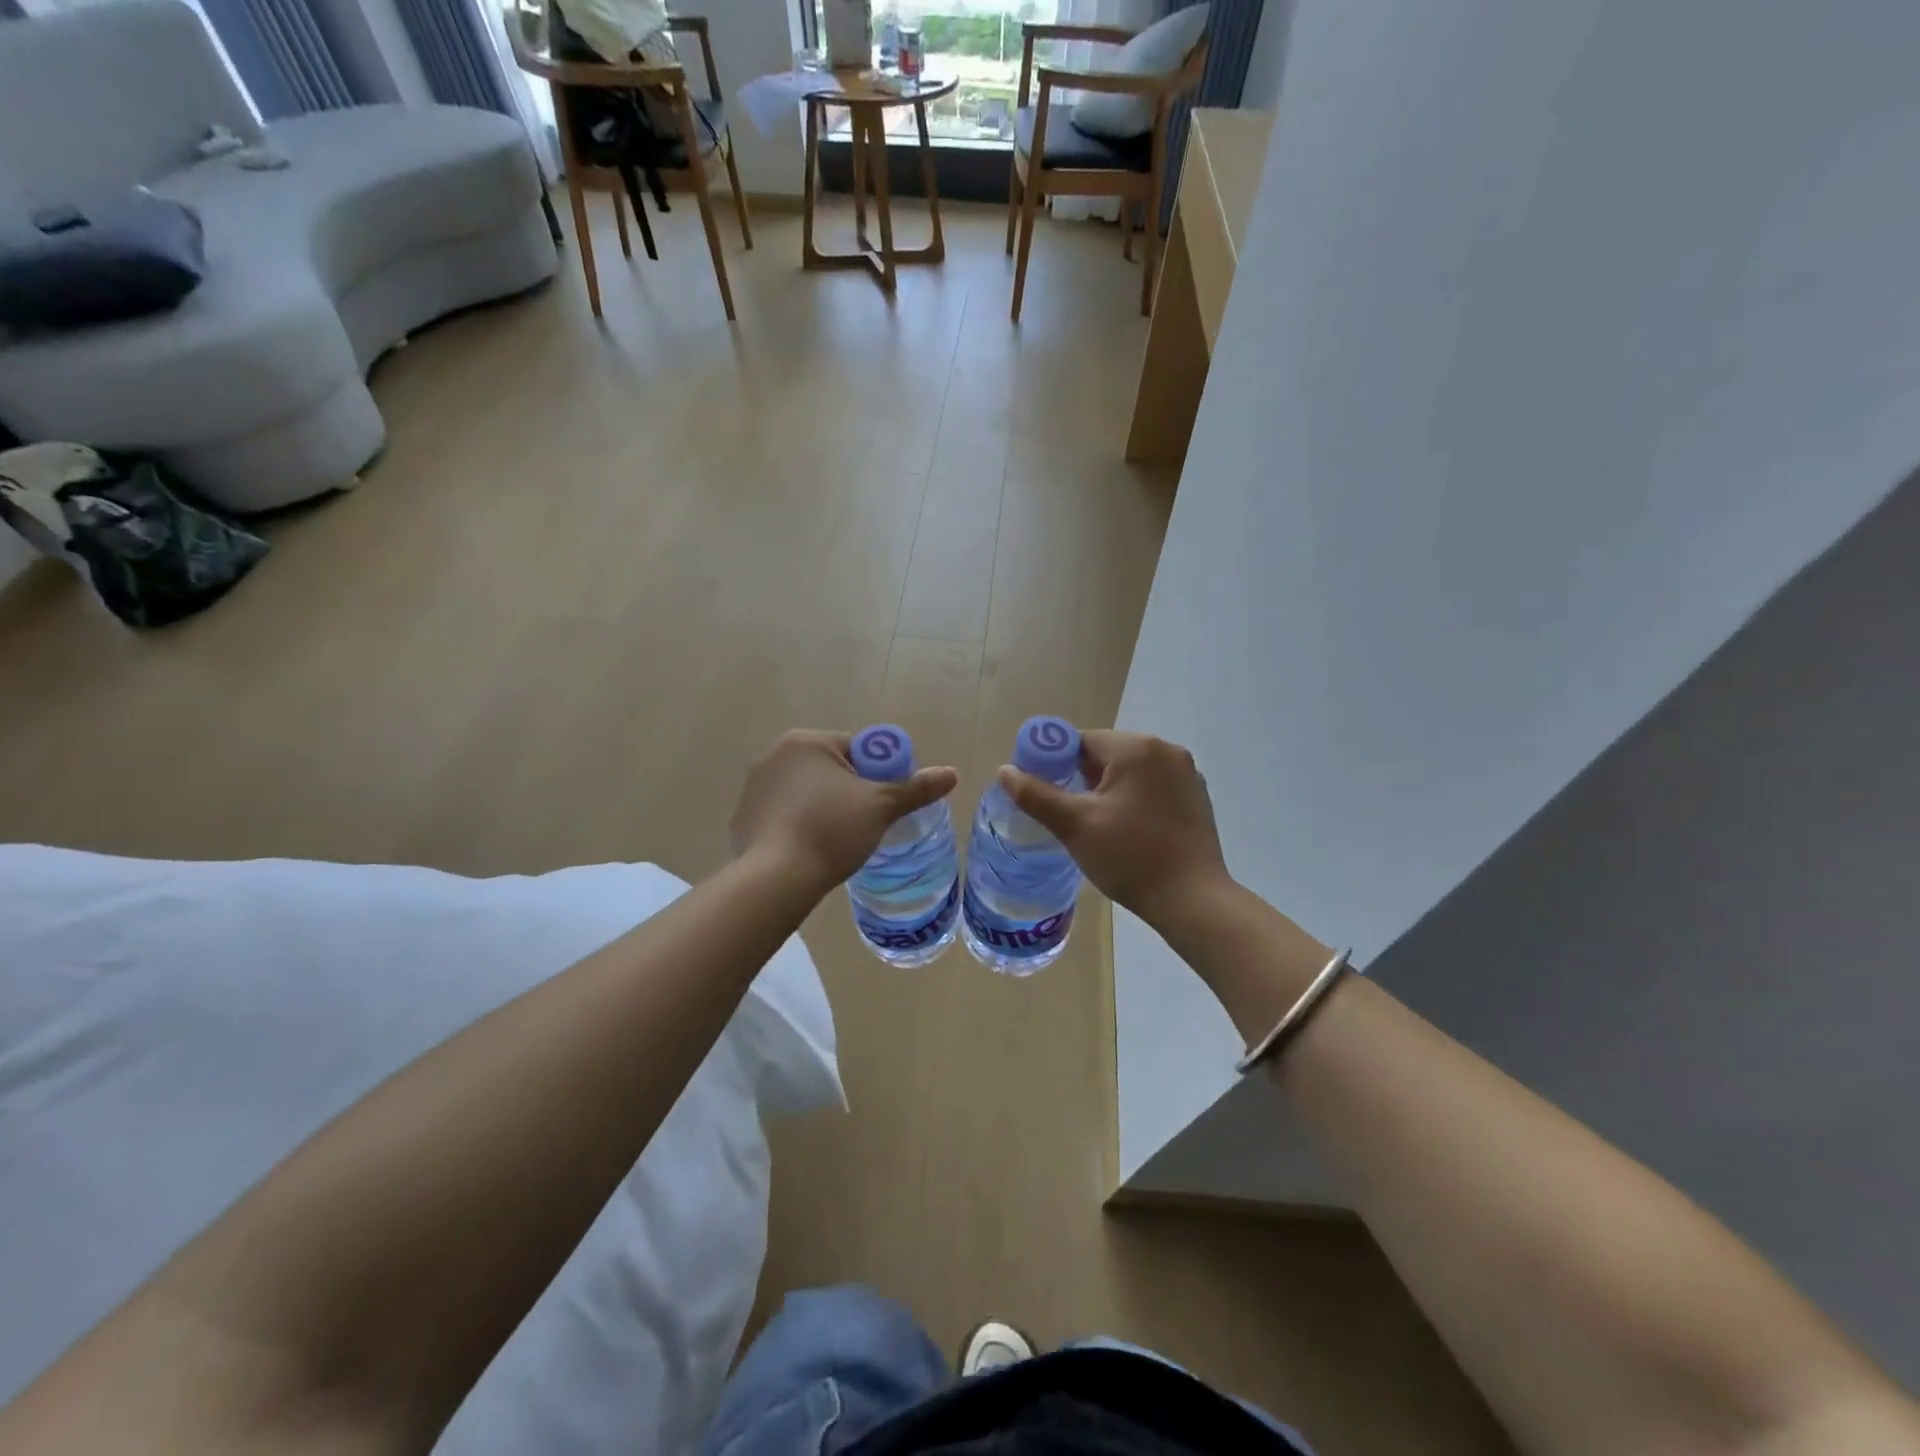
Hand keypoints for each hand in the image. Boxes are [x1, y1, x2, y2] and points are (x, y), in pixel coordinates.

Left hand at [732, 729, 958, 895]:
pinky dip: (798, 825)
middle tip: (865, 823)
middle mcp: (775, 755)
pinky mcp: (743, 816)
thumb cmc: (831, 831)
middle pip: (831, 768)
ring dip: (823, 807)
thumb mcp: (881, 807)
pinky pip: (783, 813)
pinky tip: (809, 848)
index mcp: (807, 742)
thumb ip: (916, 788)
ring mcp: (754, 786)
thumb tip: (952, 773)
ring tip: (837, 839)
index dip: (879, 774)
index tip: (885, 803)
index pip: (857, 749)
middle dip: (850, 791)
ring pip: (806, 792)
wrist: (776, 878)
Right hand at [998, 729, 1231, 931]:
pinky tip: (1126, 830)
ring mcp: (1186, 773)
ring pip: (1130, 771)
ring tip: (1093, 825)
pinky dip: (1133, 799)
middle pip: (1106, 753)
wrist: (1192, 900)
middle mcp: (1166, 750)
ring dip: (1107, 789)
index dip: (1054, 763)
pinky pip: (1152, 786)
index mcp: (1136, 748)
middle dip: (1081, 778)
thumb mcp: (1075, 826)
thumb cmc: (1130, 858)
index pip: (1081, 741)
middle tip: (1066, 814)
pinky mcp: (1196, 796)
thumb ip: (1036, 795)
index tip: (1043, 793)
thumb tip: (1005, 771)